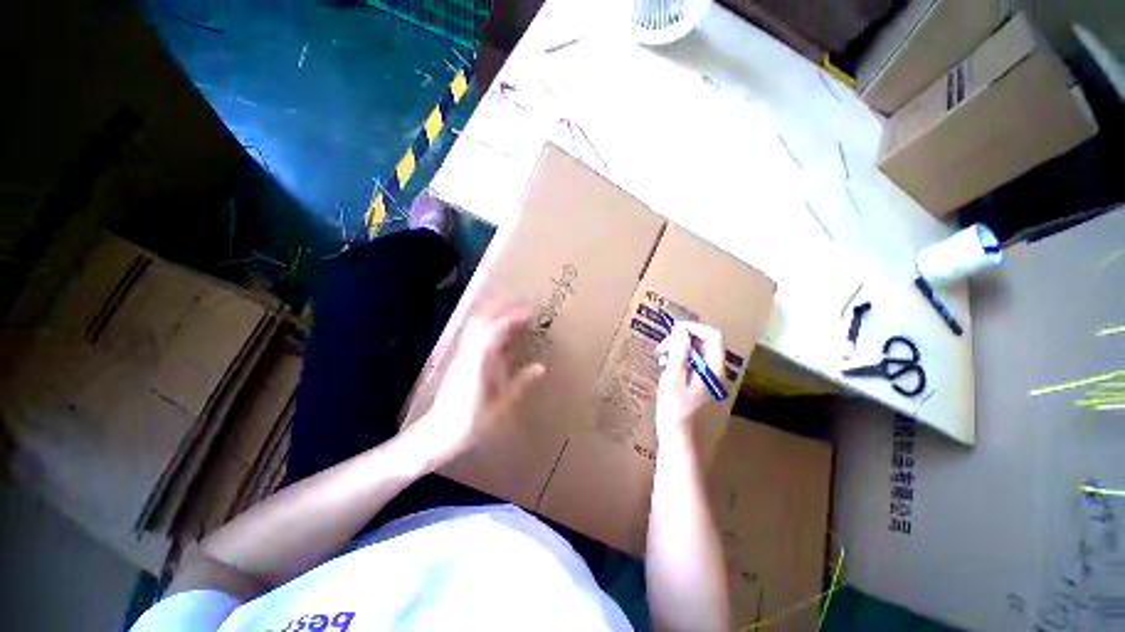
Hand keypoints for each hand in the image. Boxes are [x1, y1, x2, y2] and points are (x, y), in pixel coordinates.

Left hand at [410, 306, 545, 467]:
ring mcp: (461, 355)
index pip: (495, 328)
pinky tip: (499, 337)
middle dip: (499, 308)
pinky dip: (487, 329)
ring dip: (492, 316)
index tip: (529, 312)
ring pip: (474, 326)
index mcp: (478, 361)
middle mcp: (467, 352)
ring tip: (511, 316)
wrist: (437, 435)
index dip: (512, 317)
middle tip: (520, 309)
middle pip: (480, 319)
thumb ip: (521, 383)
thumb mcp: (502, 404)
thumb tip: (541, 366)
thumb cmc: (471, 422)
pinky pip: (473, 336)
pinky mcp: (458, 361)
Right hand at [654, 321, 724, 443]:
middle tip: (662, 346)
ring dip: (679, 348)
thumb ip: (679, 352)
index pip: (713, 336)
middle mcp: (716, 370)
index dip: (693, 328)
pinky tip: (665, 365)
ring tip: (660, 355)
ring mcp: (709, 377)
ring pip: (697, 351)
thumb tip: (681, 330)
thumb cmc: (674, 408)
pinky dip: (679, 358)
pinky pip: (692, 361)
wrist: (678, 435)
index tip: (673, 330)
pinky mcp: (700, 382)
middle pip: (705, 342)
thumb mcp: (673, 378)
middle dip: (682, 338)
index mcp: (713, 369)